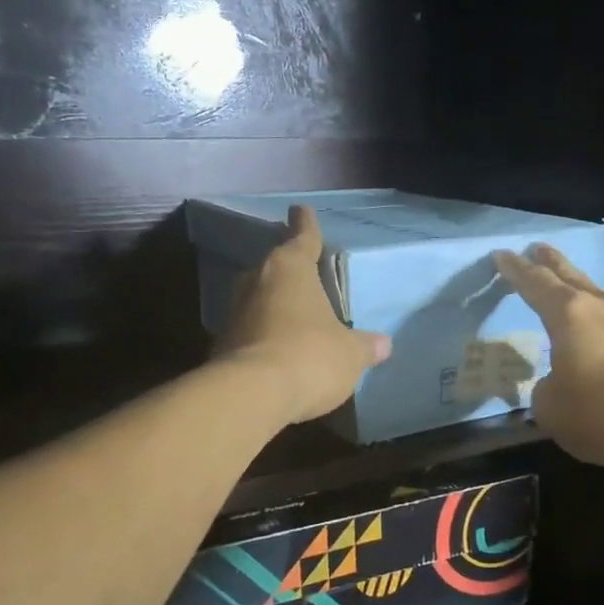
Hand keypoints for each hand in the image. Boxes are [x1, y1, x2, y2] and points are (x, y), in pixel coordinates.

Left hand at [218, 205, 392, 423]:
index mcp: (290, 269)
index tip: (300, 209)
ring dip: (274, 306)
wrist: (250, 395)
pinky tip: (277, 352)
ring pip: (258, 299)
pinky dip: (262, 336)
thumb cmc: (309, 356)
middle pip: (275, 267)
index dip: (305, 224)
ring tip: (294, 319)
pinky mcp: (221, 344)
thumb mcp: (349, 354)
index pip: (302, 237)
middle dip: (288, 271)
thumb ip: (364, 346)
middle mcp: (257, 281)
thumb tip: (383, 344)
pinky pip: (249, 331)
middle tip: (303, 273)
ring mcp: (233, 312)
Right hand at [494, 242, 603, 465]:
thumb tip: (555, 386)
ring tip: (577, 299)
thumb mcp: (556, 412)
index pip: (535, 283)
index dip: (516, 270)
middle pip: (573, 276)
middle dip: (552, 262)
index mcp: (570, 315)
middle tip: (539, 248)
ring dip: (587, 296)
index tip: (502, 254)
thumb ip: (546, 394)